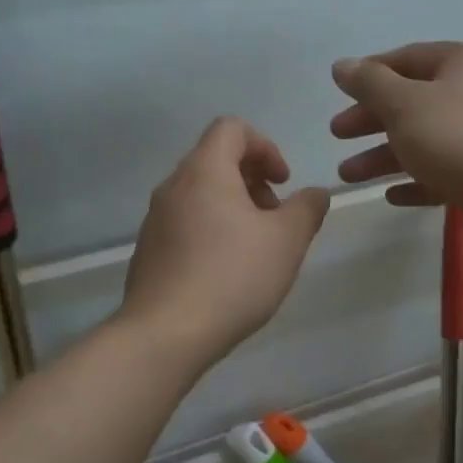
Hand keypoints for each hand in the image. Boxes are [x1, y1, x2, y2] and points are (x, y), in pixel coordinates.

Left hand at [121, 117, 330, 364]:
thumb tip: (314, 194)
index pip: (231, 128)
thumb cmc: (233, 277)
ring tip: (255, 249)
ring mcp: (155, 220)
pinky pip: (185, 224)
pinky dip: (211, 231)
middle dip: (253, 180)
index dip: (265, 146)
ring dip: (233, 208)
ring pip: (200, 194)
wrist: (166, 334)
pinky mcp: (148, 251)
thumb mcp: (287, 241)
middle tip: (275, 219)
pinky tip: (226, 273)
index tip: (283, 183)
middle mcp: (173, 187)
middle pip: (215, 160)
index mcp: (204, 171)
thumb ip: (307, 208)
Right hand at [330, 42, 462, 235]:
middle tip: (338, 135)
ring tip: (349, 177)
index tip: (339, 93)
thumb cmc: (455, 139)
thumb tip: (342, 65)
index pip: (408, 58)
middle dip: (371, 121)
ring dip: (384, 157)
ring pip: (424, 140)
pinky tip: (392, 196)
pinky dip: (416, 180)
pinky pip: (443, 171)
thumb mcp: (403, 104)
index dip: (369, 74)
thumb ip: (369, 83)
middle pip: (413, 102)